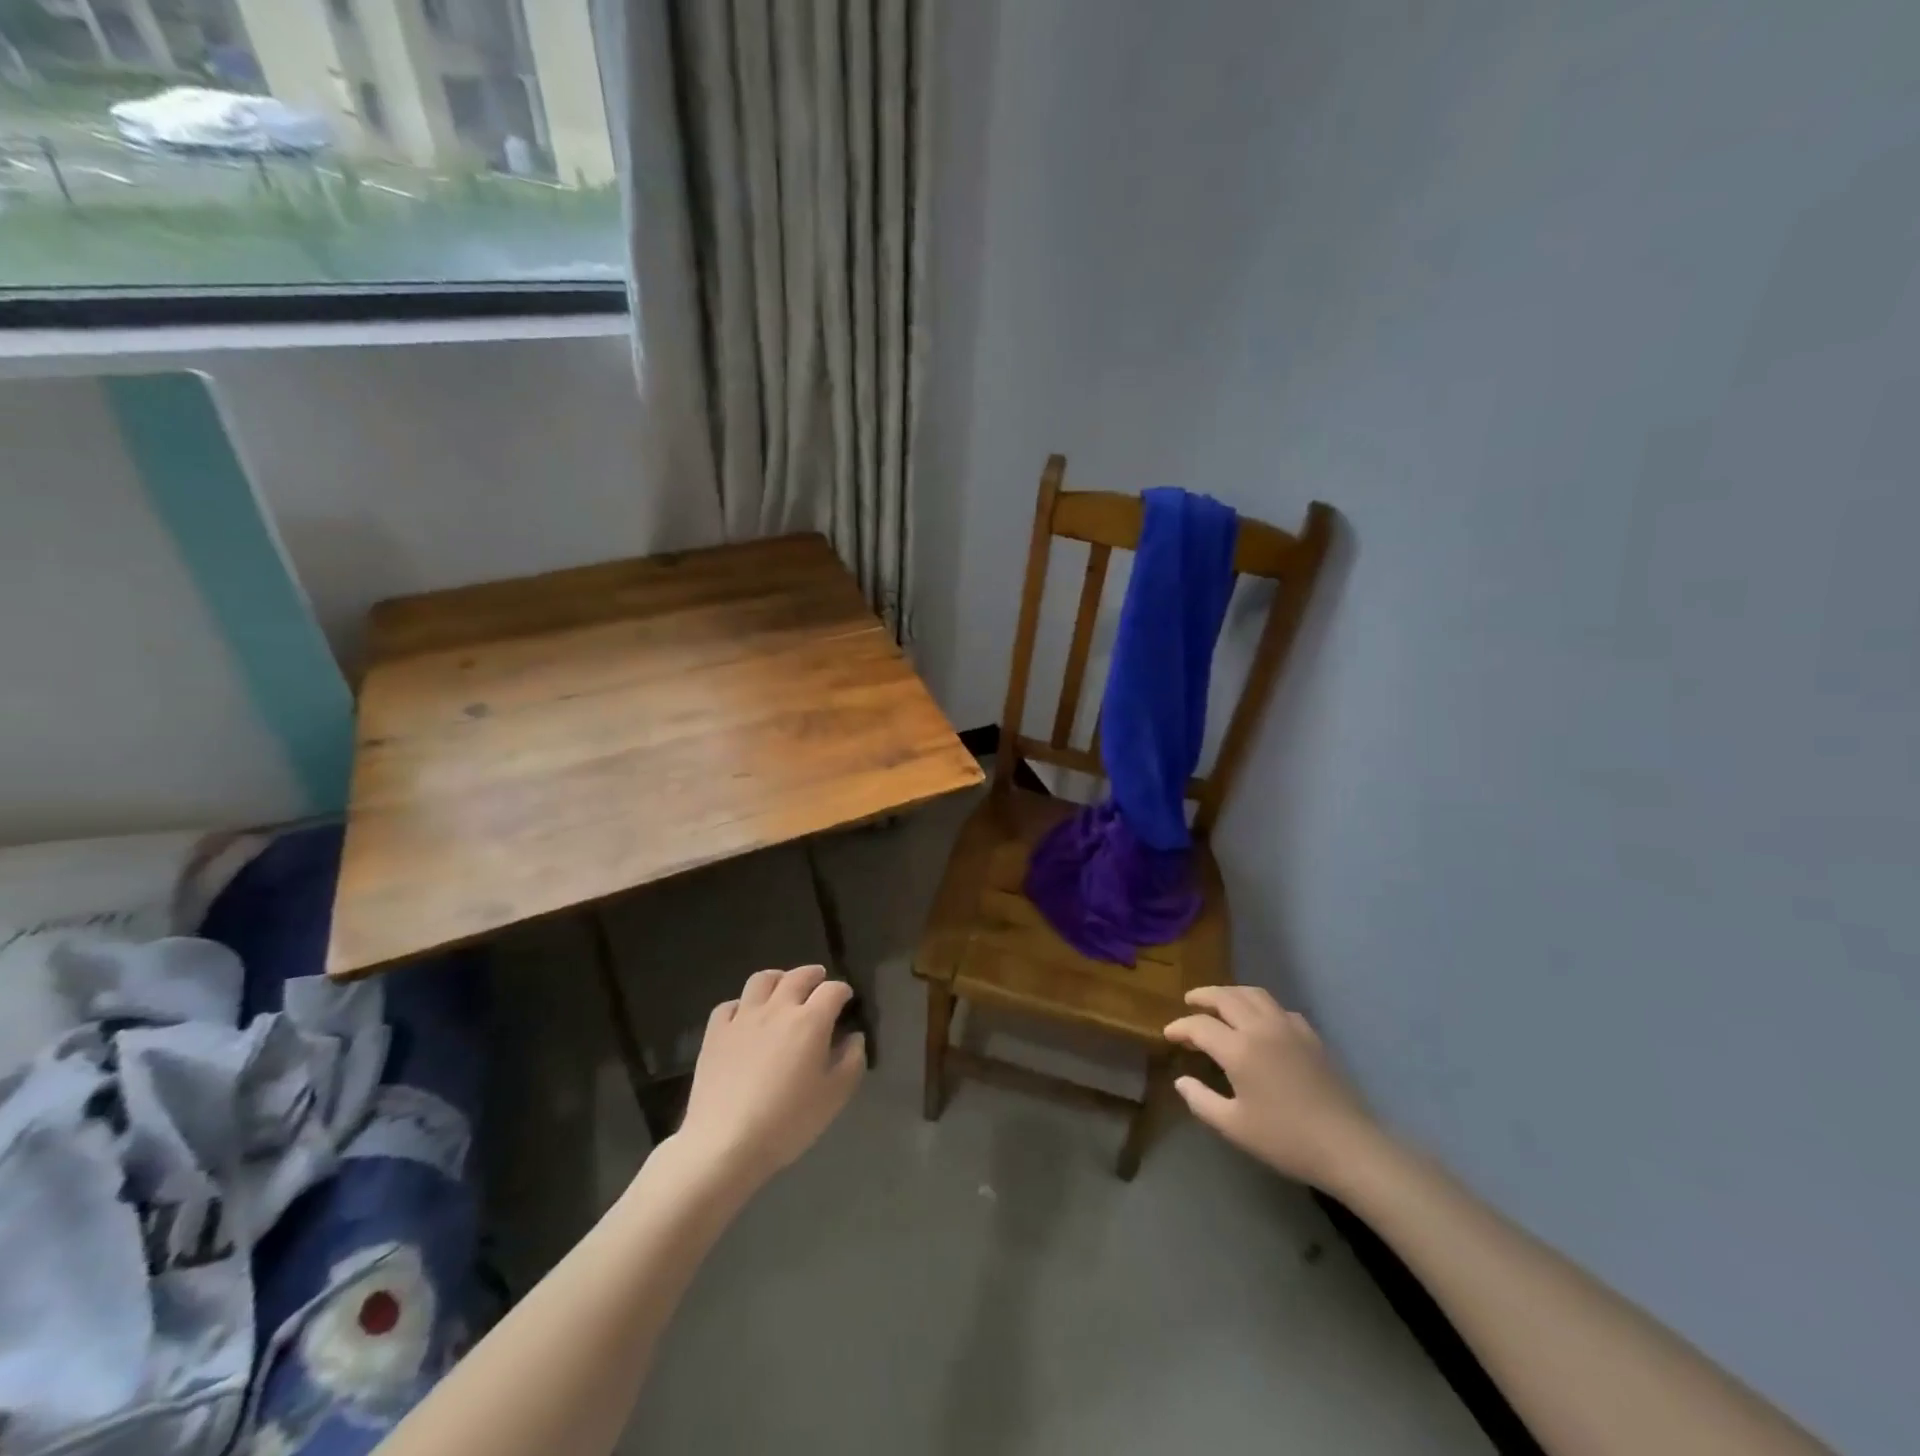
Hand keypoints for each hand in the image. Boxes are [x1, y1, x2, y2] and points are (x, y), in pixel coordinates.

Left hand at [674, 965, 865, 1191]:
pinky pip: (729, 1005)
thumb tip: (853, 1037)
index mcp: (810, 1021)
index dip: (843, 991)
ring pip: (762, 980)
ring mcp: (743, 1018)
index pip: (833, 990)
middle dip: (814, 975)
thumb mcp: (835, 1096)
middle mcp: (777, 1008)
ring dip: (778, 979)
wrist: (726, 1143)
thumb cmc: (788, 1121)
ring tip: (783, 987)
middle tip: (819, 982)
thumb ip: (852, 1060)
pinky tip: (745, 1017)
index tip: (846, 1000)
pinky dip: (742, 1005)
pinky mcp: (715, 1033)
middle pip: (798, 976)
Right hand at [1165, 986, 1380, 1189]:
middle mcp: (1261, 1028)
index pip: (1200, 1026)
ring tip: (1219, 1001)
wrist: (1348, 1146)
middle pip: (1226, 997)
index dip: (1180, 1027)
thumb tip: (1181, 1081)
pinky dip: (1260, 1006)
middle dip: (1203, 996)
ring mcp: (1289, 1027)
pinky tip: (1260, 1021)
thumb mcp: (1234, 1127)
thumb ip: (1202, 1100)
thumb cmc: (1286, 1139)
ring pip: (1254, 994)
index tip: (1168, 1034)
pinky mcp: (1310, 1036)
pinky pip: (1278, 1008)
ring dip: (1231, 993)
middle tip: (1189, 1001)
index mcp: (1239, 1049)